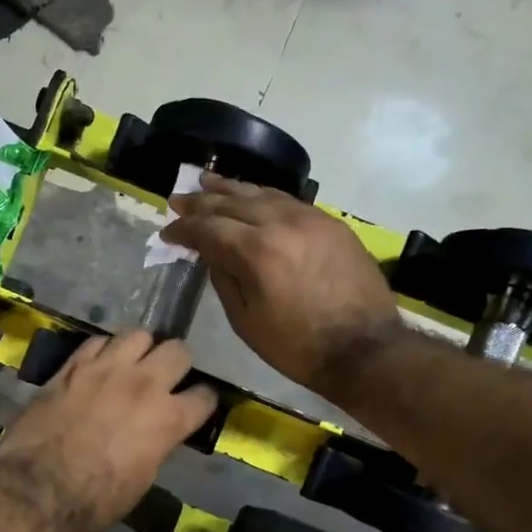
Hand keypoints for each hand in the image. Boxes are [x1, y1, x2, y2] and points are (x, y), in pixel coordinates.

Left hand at [0, 331, 217, 531]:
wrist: (36, 488)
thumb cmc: (94, 500)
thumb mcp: (141, 480)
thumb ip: (156, 445)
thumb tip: (156, 434)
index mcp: (168, 419)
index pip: (205, 396)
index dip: (203, 401)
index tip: (196, 405)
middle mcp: (144, 384)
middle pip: (178, 350)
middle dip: (177, 363)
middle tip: (166, 377)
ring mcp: (107, 369)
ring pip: (139, 334)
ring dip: (140, 348)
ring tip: (132, 362)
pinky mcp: (72, 365)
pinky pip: (97, 341)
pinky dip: (103, 350)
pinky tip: (98, 365)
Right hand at [163, 174, 402, 398]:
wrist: (364, 348)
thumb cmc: (297, 347)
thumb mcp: (246, 321)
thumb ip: (224, 279)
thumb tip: (211, 253)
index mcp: (257, 252)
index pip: (209, 228)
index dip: (184, 229)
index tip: (167, 232)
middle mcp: (282, 223)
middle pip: (232, 202)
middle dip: (201, 202)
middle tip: (178, 199)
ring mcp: (310, 218)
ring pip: (262, 194)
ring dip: (230, 189)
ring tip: (207, 182)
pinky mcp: (330, 223)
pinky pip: (288, 200)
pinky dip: (262, 196)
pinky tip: (251, 197)